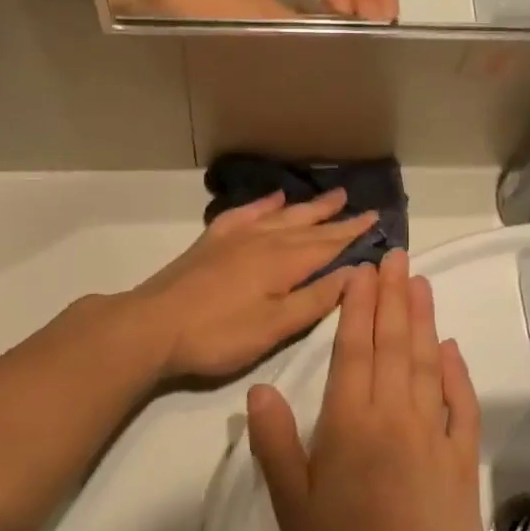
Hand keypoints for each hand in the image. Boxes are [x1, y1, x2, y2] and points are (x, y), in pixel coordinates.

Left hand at [130, 189, 376, 378]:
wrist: (153, 326)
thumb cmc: (218, 335)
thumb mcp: (274, 327)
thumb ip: (314, 299)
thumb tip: (354, 272)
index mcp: (283, 263)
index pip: (327, 244)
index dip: (353, 233)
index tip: (376, 219)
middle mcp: (264, 240)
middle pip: (308, 226)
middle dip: (336, 217)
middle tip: (361, 205)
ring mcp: (236, 237)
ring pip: (281, 215)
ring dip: (308, 207)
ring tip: (331, 196)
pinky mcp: (213, 240)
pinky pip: (246, 213)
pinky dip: (264, 204)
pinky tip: (274, 198)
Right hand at [247, 251, 500, 530]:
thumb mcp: (292, 505)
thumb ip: (276, 443)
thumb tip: (260, 388)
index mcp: (350, 420)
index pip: (353, 348)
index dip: (358, 306)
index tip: (363, 271)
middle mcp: (393, 412)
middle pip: (392, 342)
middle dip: (393, 296)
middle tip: (398, 257)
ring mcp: (432, 430)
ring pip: (426, 360)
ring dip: (423, 319)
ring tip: (421, 282)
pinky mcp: (461, 454)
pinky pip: (459, 402)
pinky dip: (456, 371)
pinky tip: (451, 348)